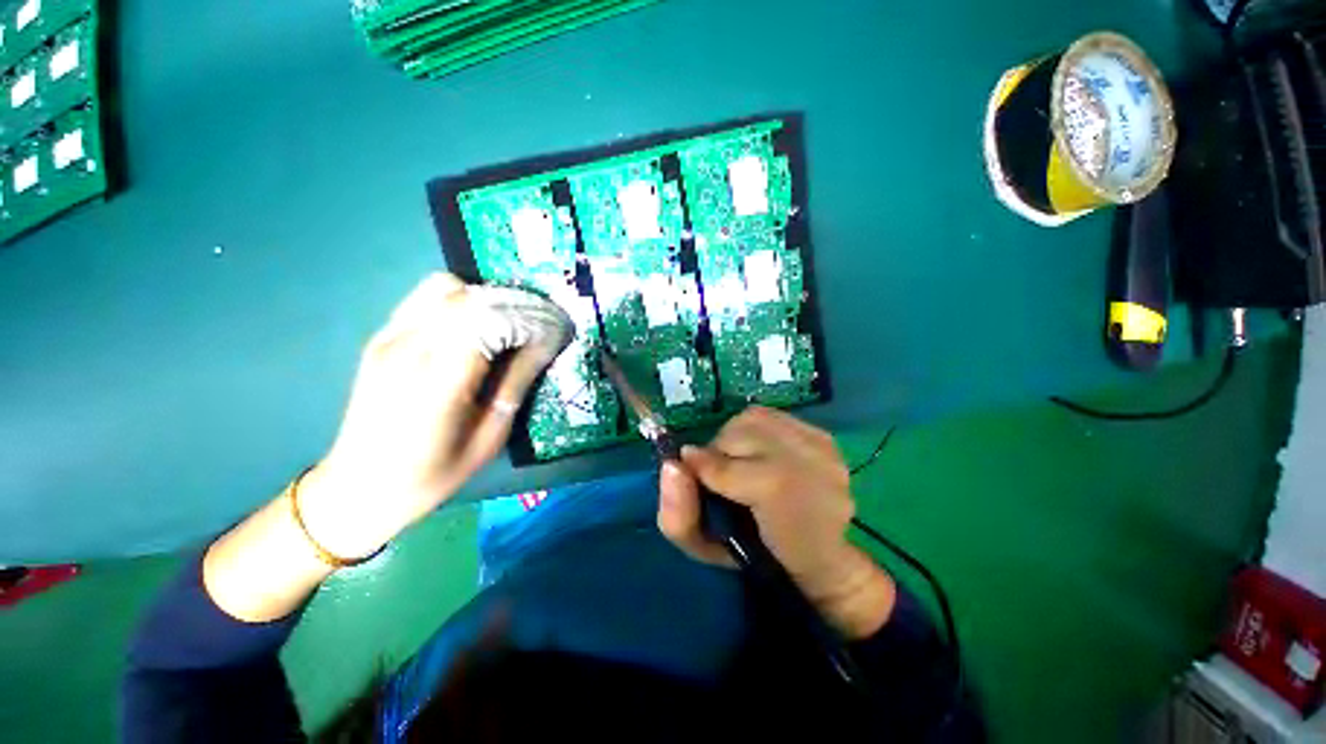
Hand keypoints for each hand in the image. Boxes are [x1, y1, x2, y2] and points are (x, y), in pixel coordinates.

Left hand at [298, 273, 564, 559]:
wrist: (360, 486)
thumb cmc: (432, 473)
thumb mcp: (489, 437)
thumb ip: (516, 383)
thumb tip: (544, 345)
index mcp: (438, 381)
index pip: (489, 321)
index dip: (529, 318)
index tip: (556, 328)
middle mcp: (409, 348)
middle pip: (470, 298)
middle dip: (516, 304)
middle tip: (542, 324)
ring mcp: (389, 338)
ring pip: (446, 287)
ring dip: (487, 298)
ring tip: (509, 324)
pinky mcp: (382, 336)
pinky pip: (426, 297)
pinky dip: (460, 299)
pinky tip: (475, 324)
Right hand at [657, 407, 895, 637]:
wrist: (820, 558)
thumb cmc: (757, 556)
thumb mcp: (706, 548)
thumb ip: (679, 513)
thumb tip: (673, 463)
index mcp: (782, 507)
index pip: (728, 470)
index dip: (703, 468)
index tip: (690, 473)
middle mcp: (809, 467)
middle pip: (740, 431)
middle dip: (720, 449)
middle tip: (720, 473)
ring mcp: (822, 448)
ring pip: (755, 418)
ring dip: (737, 436)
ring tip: (742, 462)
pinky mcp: (825, 438)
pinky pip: (774, 416)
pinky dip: (757, 430)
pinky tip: (763, 454)